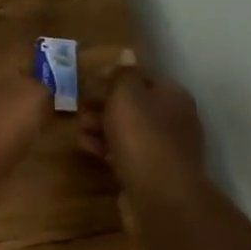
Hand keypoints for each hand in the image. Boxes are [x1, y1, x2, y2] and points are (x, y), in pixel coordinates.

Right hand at [77, 54, 208, 203]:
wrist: (159, 195)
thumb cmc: (141, 135)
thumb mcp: (127, 94)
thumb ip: (123, 73)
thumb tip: (126, 55)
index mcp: (173, 96)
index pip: (143, 78)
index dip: (115, 78)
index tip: (90, 82)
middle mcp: (173, 120)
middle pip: (133, 106)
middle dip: (103, 104)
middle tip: (78, 107)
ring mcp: (163, 149)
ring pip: (126, 131)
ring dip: (100, 127)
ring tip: (77, 128)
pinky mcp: (150, 173)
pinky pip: (123, 153)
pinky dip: (104, 148)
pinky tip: (85, 147)